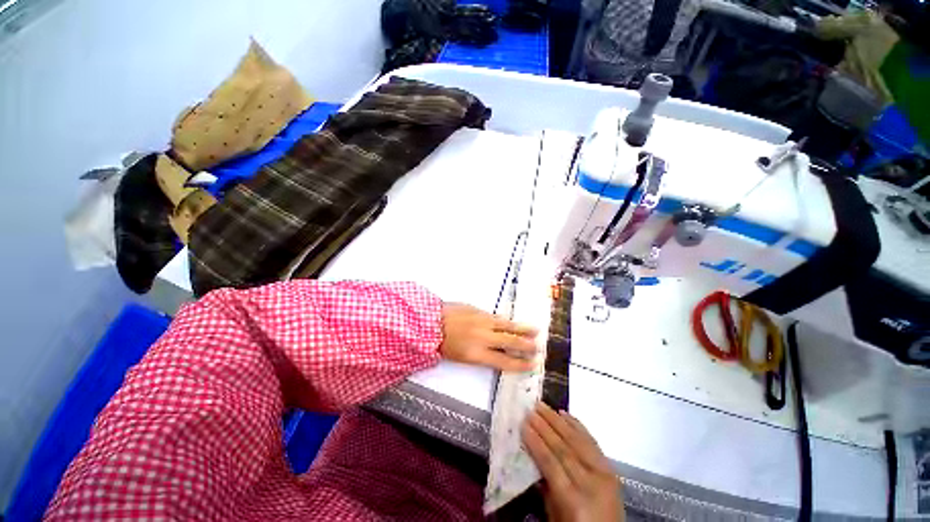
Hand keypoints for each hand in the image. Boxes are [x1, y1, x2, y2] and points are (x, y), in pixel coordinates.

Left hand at [440, 303, 537, 371]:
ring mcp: (483, 322)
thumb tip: (496, 352)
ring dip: (522, 329)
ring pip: (507, 326)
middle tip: (538, 347)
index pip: (504, 362)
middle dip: (526, 346)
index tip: (532, 364)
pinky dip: (507, 320)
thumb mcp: (461, 356)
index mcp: (477, 354)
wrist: (431, 321)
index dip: (520, 364)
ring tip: (535, 331)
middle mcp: (484, 338)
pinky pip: (497, 317)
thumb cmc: (443, 343)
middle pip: (510, 343)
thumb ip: (480, 354)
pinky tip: (514, 321)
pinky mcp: (479, 311)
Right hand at [523, 403, 623, 521]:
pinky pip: (592, 441)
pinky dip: (577, 425)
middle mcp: (591, 483)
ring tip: (542, 406)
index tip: (523, 424)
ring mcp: (604, 473)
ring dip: (557, 420)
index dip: (536, 442)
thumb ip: (545, 487)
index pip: (551, 463)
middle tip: (530, 410)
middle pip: (564, 448)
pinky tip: (565, 414)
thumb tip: (533, 456)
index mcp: (574, 500)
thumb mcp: (554, 516)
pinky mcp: (610, 468)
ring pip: (577, 440)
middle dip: (544, 426)